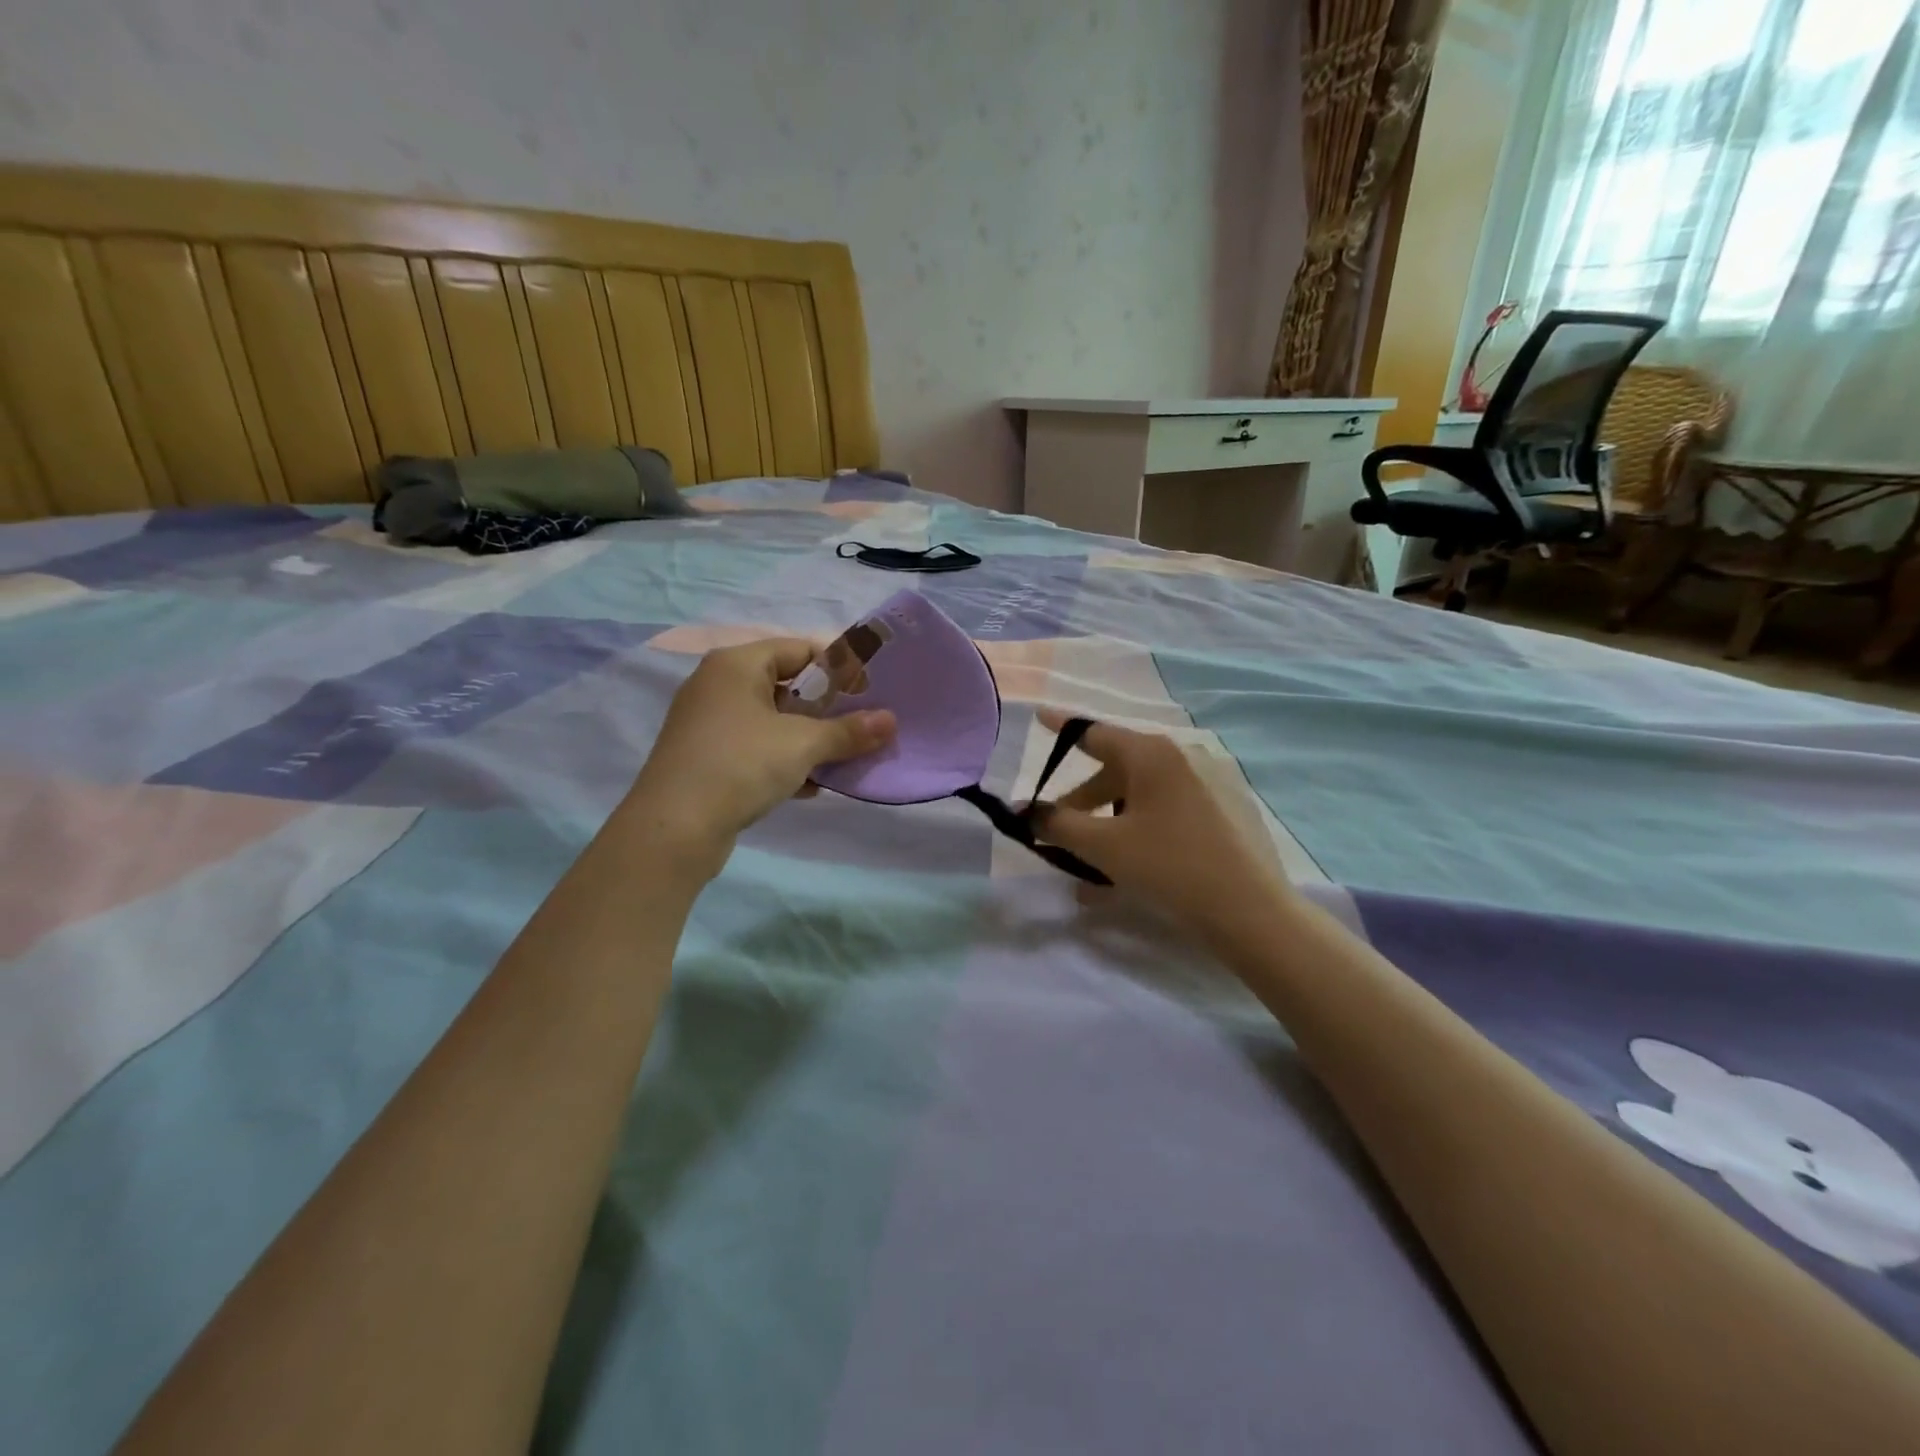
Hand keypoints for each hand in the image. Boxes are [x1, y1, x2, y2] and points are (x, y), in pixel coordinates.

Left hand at [627, 639, 894, 875]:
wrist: (673, 828)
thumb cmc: (741, 765)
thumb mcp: (803, 744)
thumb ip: (848, 731)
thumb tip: (891, 721)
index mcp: (736, 664)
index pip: (799, 649)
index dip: (838, 667)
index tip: (870, 690)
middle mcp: (718, 685)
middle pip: (786, 685)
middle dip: (827, 709)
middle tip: (862, 726)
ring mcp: (709, 723)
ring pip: (773, 721)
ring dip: (809, 739)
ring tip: (842, 758)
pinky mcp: (707, 757)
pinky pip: (756, 748)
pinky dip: (784, 760)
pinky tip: (810, 786)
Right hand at [1028, 708, 1290, 938]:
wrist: (1251, 910)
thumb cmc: (1169, 866)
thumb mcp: (1103, 846)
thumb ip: (1058, 824)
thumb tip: (1029, 812)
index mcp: (1152, 753)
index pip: (1094, 732)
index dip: (1062, 727)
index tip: (1040, 716)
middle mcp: (1183, 756)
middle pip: (1118, 768)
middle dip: (1084, 799)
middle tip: (1061, 830)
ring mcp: (1212, 781)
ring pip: (1145, 793)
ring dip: (1113, 820)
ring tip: (1098, 860)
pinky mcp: (1230, 808)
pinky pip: (1172, 808)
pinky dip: (1145, 827)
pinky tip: (1137, 865)